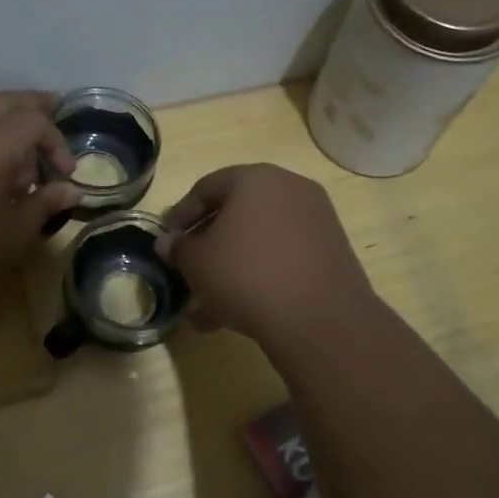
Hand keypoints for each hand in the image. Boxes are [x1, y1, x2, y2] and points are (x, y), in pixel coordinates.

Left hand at [0, 91, 80, 296]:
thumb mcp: (15, 228)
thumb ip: (45, 203)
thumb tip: (71, 190)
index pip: (37, 122)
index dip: (57, 143)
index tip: (66, 174)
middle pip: (8, 101)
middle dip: (34, 106)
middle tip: (56, 110)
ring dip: (10, 125)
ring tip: (27, 154)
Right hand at [156, 164, 374, 343]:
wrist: (319, 318)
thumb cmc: (246, 276)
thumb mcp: (197, 263)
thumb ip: (179, 248)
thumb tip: (169, 243)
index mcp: (255, 179)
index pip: (206, 188)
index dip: (180, 215)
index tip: (167, 240)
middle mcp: (289, 188)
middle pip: (236, 214)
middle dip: (208, 246)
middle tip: (188, 271)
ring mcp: (315, 219)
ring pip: (259, 240)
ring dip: (231, 268)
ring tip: (208, 306)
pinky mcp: (331, 250)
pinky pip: (283, 256)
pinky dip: (260, 275)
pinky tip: (240, 311)